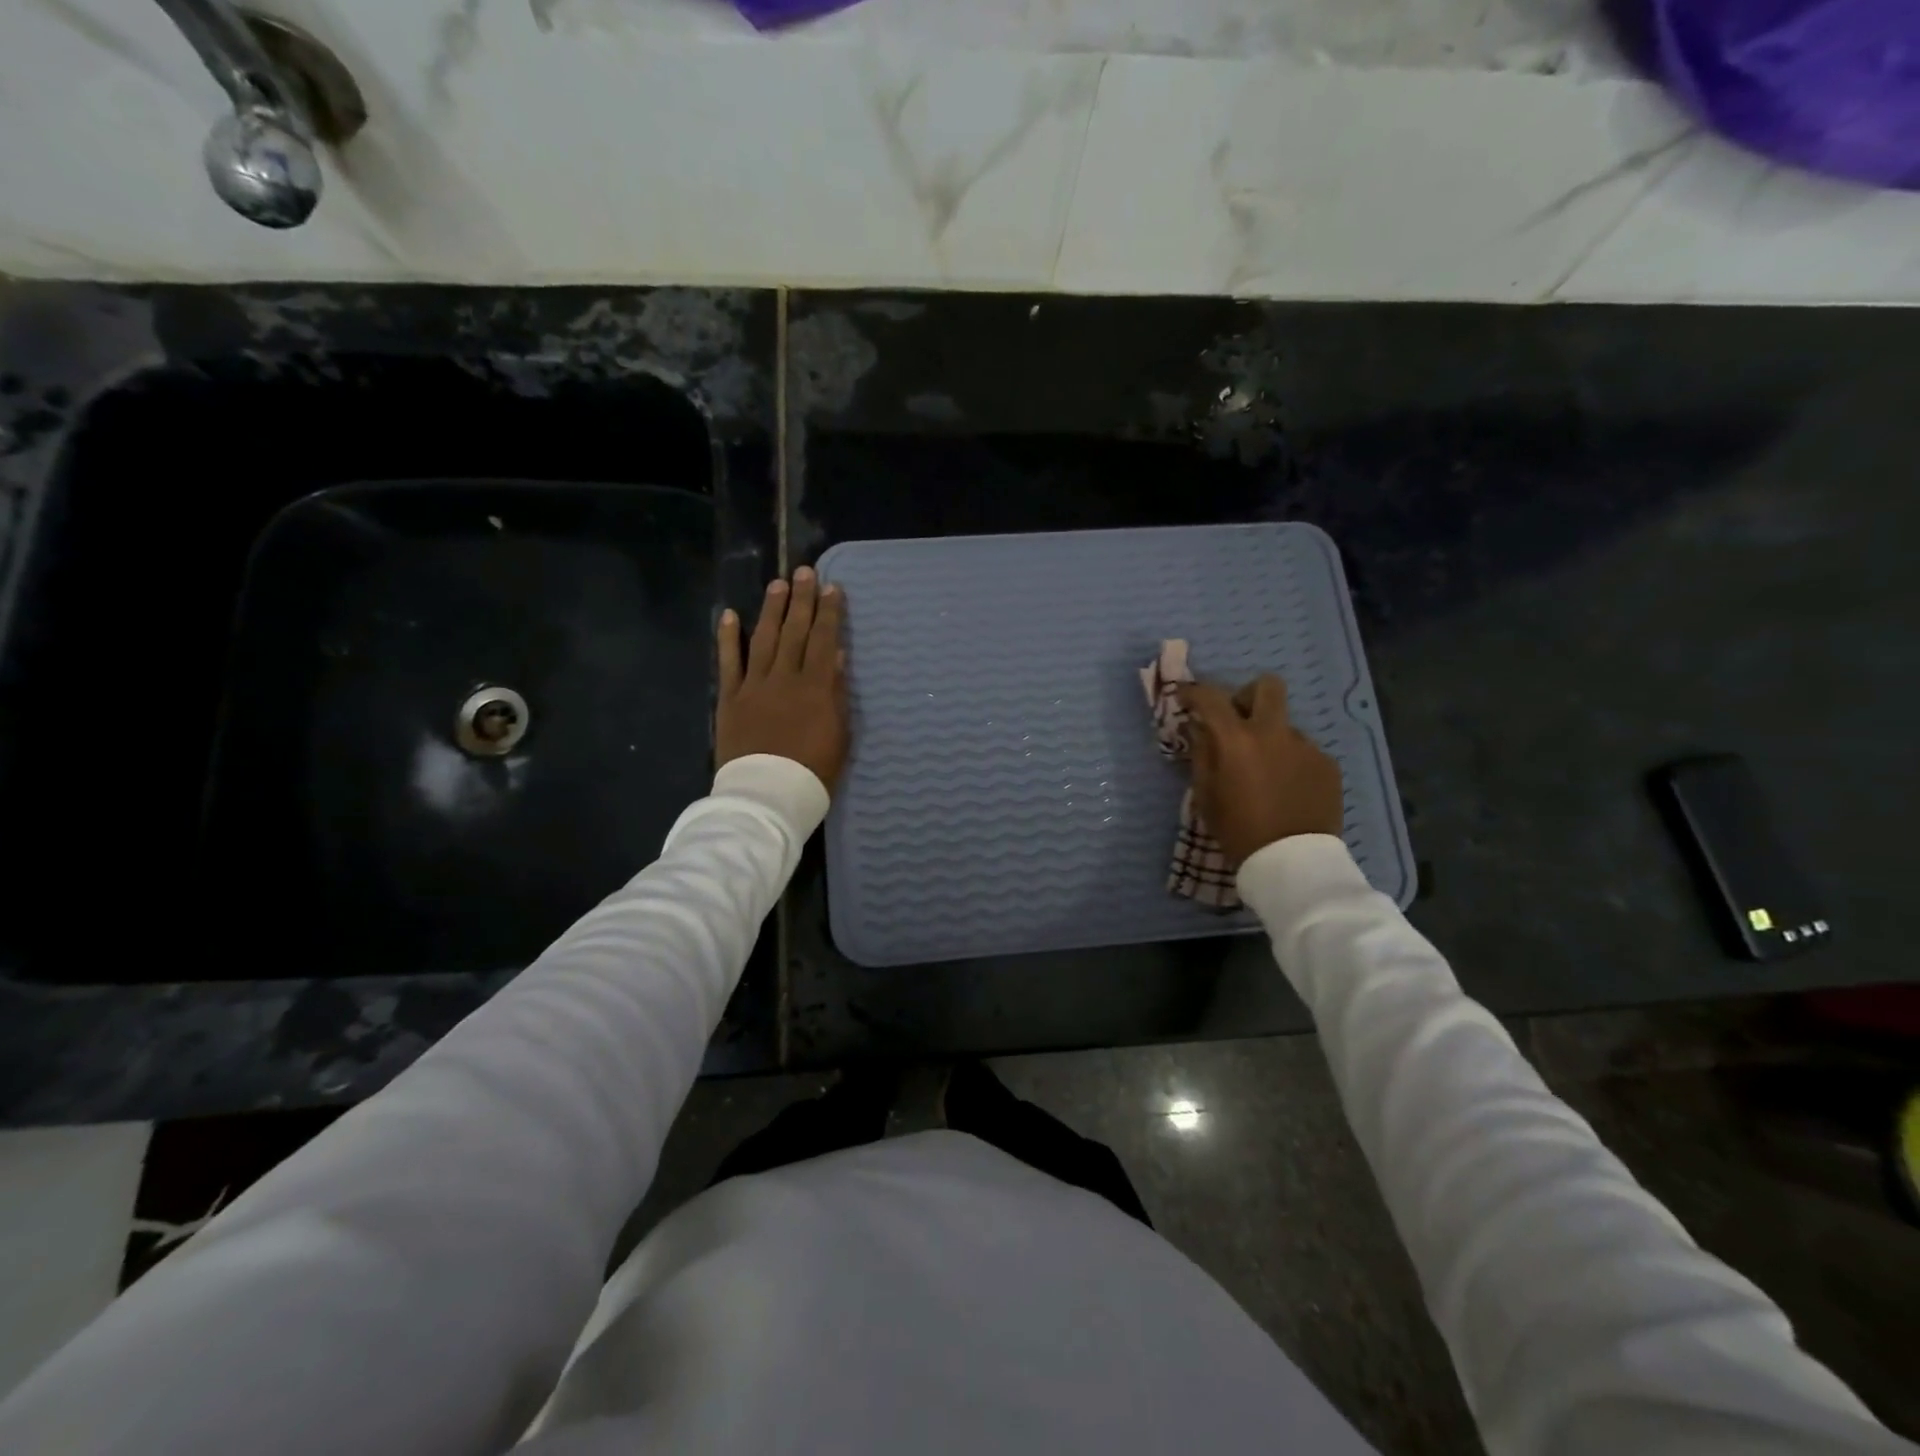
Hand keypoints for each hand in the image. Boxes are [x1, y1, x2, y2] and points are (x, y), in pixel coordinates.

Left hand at [717, 567, 849, 791]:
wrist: (767, 794)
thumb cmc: (813, 770)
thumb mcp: (839, 734)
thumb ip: (836, 692)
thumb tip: (835, 655)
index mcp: (815, 687)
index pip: (823, 640)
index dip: (828, 612)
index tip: (832, 588)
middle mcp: (783, 677)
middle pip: (794, 631)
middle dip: (801, 600)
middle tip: (805, 572)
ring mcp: (753, 686)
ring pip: (764, 639)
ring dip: (771, 610)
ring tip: (777, 584)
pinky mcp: (730, 699)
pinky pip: (729, 663)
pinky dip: (728, 638)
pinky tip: (730, 615)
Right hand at [1179, 675, 1341, 865]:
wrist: (1293, 863)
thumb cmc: (1238, 830)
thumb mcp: (1206, 795)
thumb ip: (1202, 753)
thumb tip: (1200, 727)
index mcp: (1237, 739)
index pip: (1211, 697)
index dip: (1194, 692)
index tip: (1186, 698)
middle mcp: (1274, 733)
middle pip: (1266, 687)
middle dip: (1247, 695)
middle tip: (1237, 721)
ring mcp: (1306, 747)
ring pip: (1284, 726)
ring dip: (1270, 739)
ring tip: (1264, 774)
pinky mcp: (1327, 765)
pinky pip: (1302, 752)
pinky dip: (1290, 762)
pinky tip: (1286, 790)